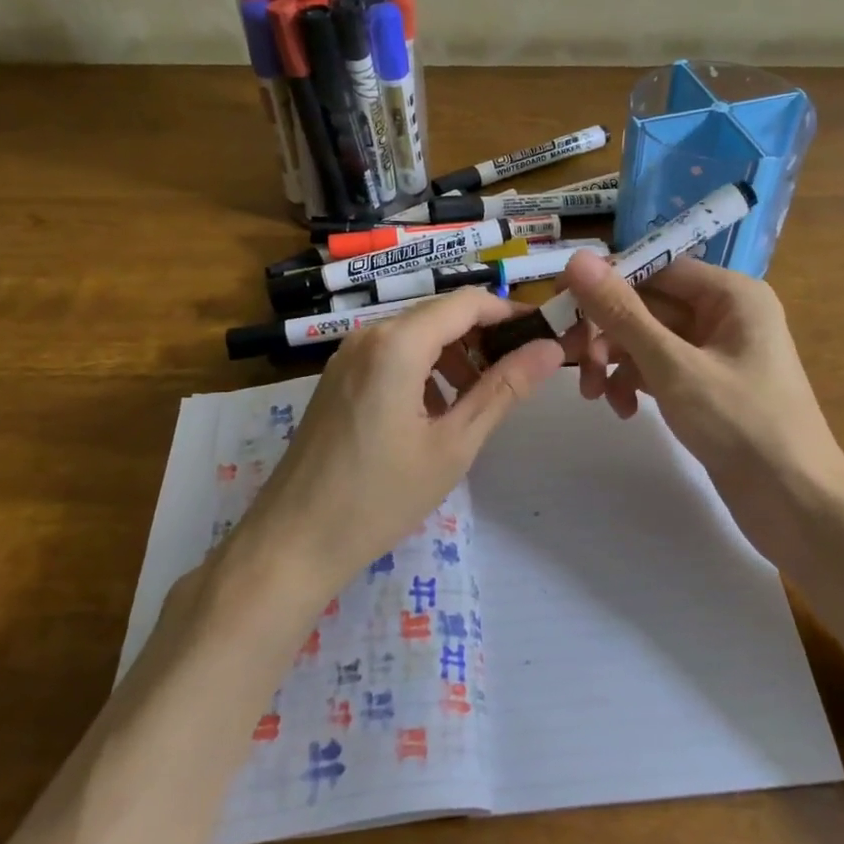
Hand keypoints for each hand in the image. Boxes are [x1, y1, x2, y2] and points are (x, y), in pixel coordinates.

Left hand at [243, 288, 563, 598]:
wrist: (293, 541)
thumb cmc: (380, 496)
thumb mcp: (454, 444)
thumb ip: (504, 389)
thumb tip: (549, 348)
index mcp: (397, 343)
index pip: (468, 302)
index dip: (510, 313)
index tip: (543, 338)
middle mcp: (369, 335)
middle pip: (441, 315)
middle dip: (484, 338)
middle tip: (518, 375)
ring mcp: (347, 355)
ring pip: (416, 335)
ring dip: (455, 356)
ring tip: (480, 400)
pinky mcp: (338, 377)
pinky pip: (391, 355)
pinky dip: (424, 370)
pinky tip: (436, 412)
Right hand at [558, 250, 843, 556]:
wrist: (796, 505)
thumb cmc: (742, 425)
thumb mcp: (673, 367)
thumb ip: (622, 313)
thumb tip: (578, 258)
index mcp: (730, 294)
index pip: (654, 267)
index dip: (605, 281)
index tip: (559, 301)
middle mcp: (724, 313)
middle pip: (647, 304)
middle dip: (607, 333)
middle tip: (570, 360)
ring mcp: (715, 351)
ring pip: (647, 339)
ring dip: (615, 361)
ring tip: (595, 395)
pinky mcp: (706, 385)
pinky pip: (659, 368)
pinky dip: (636, 383)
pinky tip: (624, 410)